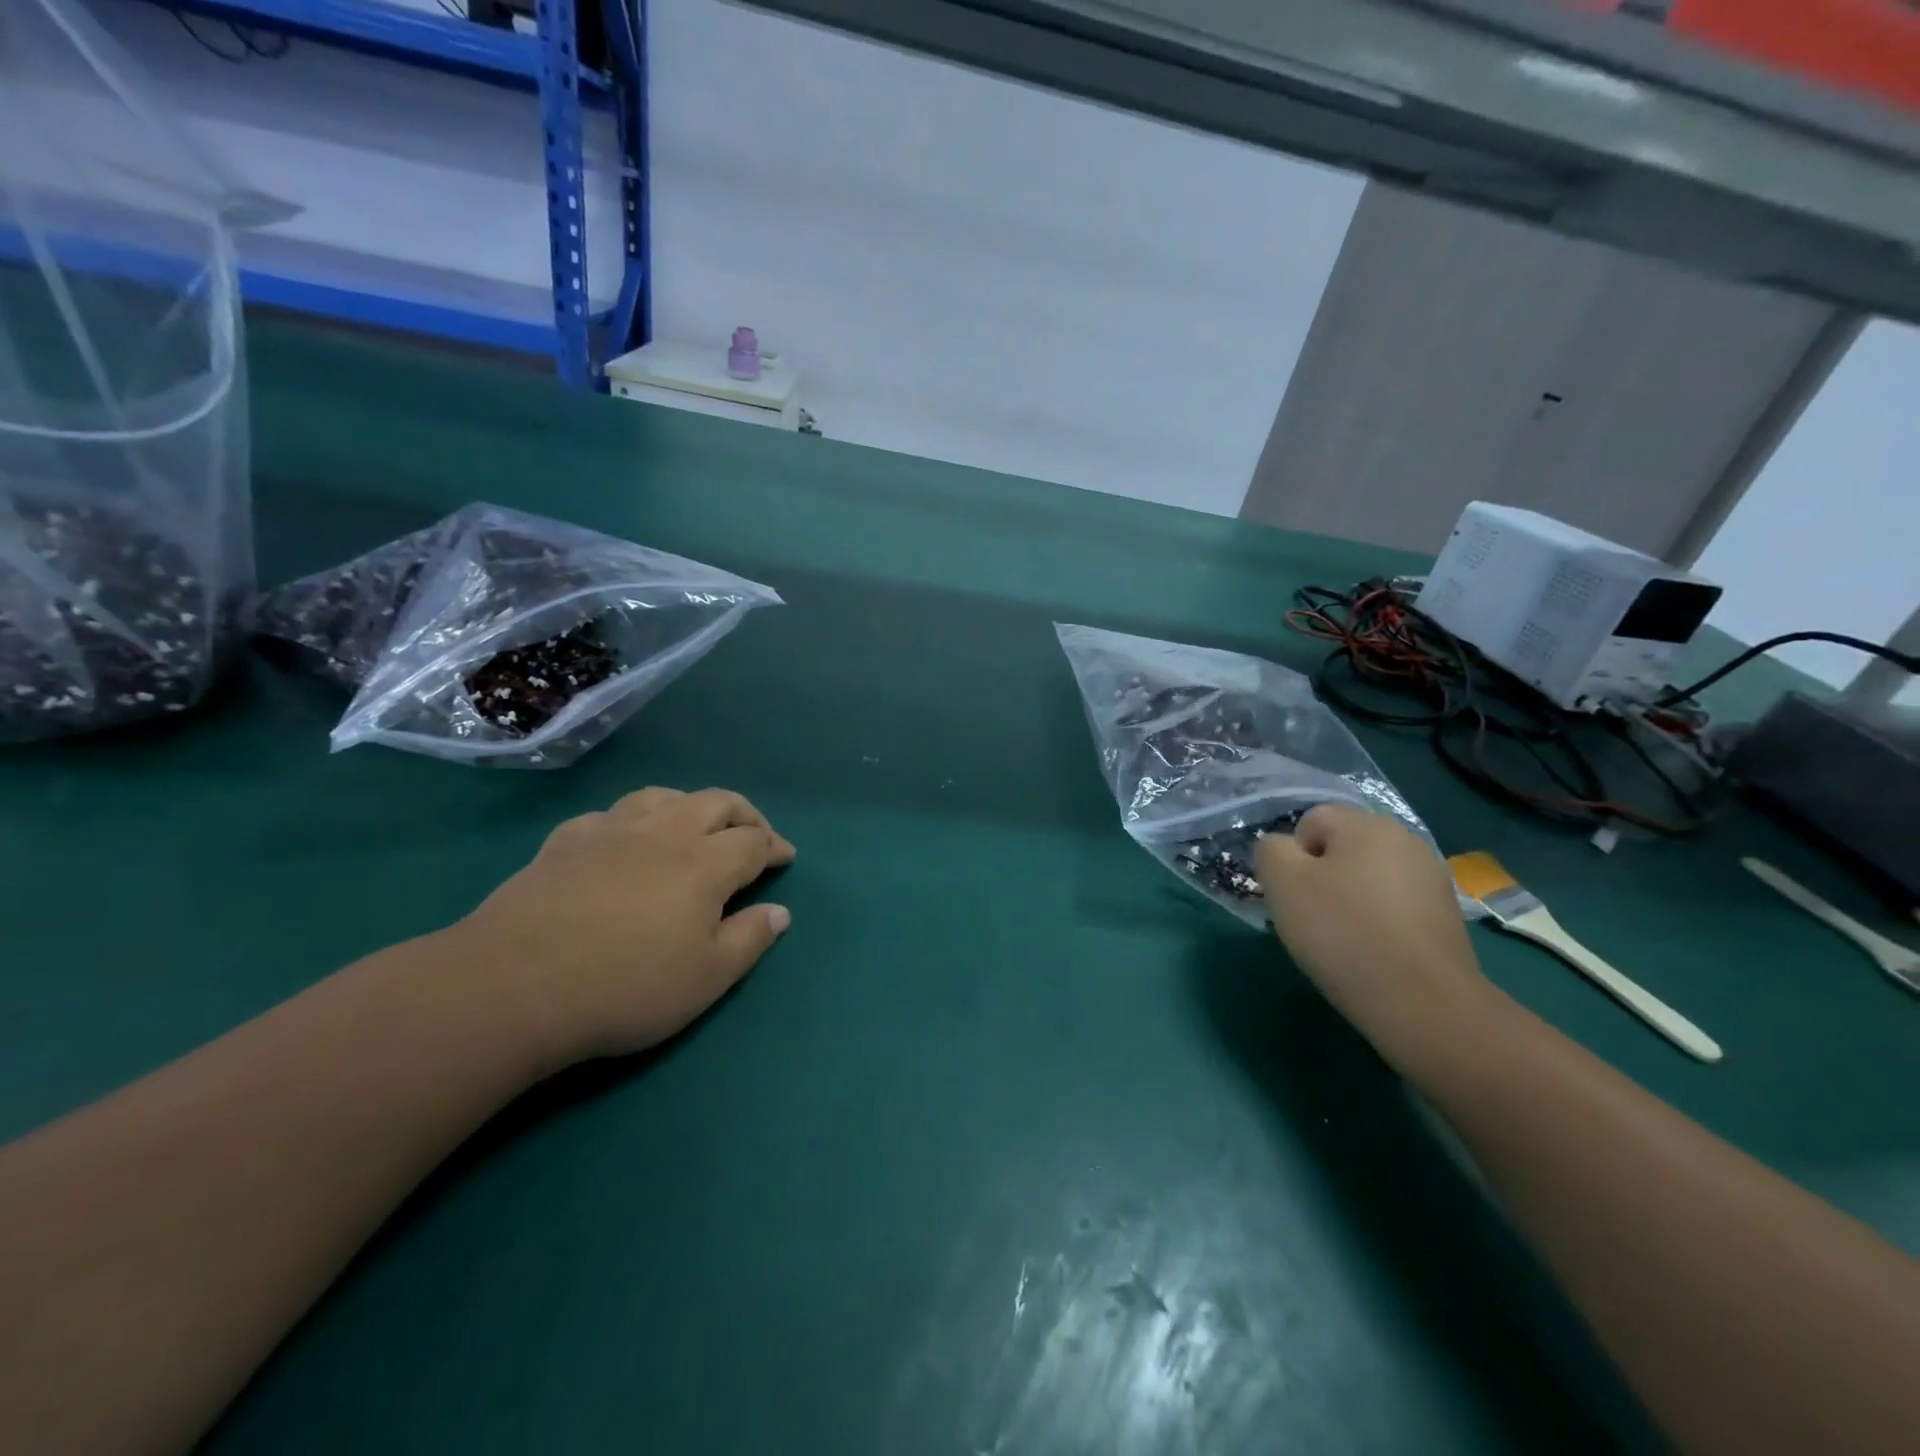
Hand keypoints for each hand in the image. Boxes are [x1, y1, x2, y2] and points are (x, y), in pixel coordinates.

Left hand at [453, 787, 795, 1071]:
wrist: (513, 985)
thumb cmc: (625, 987)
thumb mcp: (706, 978)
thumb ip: (750, 940)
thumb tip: (780, 911)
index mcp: (705, 863)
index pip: (754, 841)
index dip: (775, 847)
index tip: (786, 857)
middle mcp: (664, 833)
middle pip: (716, 802)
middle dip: (744, 814)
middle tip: (753, 834)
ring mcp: (610, 831)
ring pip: (662, 796)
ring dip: (689, 805)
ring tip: (694, 826)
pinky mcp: (565, 842)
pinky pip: (609, 815)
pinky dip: (631, 821)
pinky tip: (623, 840)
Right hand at [1255, 803, 1504, 1072]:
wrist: (1422, 1002)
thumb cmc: (1343, 932)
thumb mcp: (1282, 882)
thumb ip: (1271, 850)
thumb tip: (1283, 849)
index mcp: (1366, 823)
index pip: (1311, 821)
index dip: (1293, 857)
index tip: (1294, 895)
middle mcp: (1405, 839)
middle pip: (1343, 847)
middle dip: (1322, 876)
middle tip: (1312, 918)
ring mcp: (1432, 878)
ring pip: (1368, 877)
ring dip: (1350, 898)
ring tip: (1344, 939)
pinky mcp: (1447, 915)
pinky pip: (1394, 905)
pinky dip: (1378, 921)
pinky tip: (1375, 952)